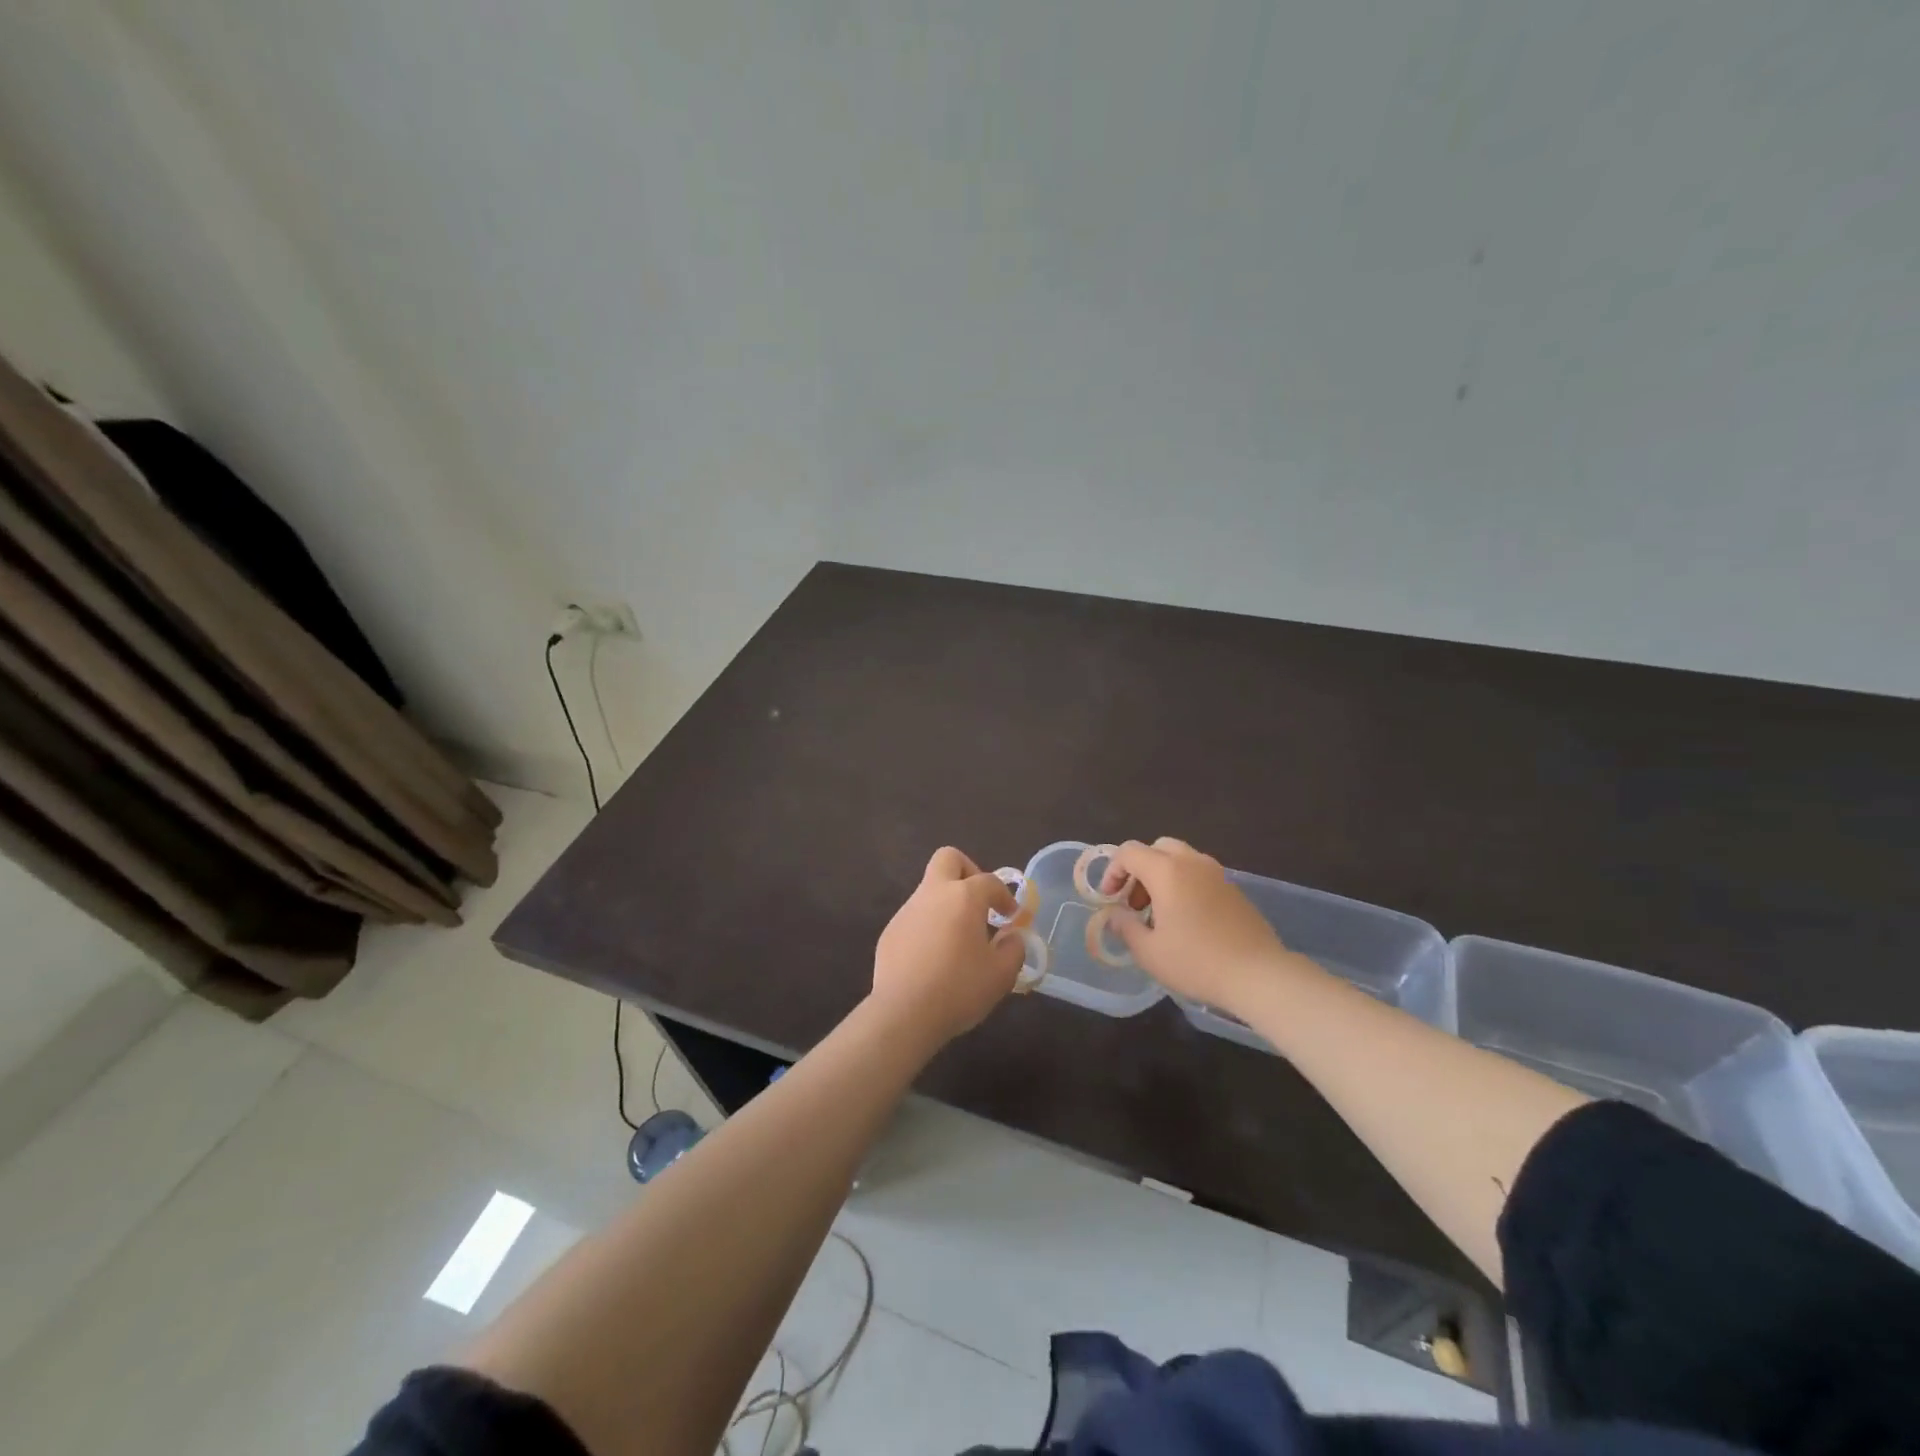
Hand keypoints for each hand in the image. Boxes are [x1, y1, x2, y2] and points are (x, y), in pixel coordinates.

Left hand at [870, 847, 1023, 1047]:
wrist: (904, 1013)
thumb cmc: (959, 989)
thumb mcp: (1001, 975)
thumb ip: (1013, 949)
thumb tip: (1012, 938)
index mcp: (963, 897)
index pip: (989, 881)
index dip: (1005, 896)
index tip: (1011, 917)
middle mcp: (933, 894)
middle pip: (948, 859)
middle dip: (967, 871)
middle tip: (979, 902)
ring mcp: (907, 911)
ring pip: (929, 890)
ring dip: (946, 904)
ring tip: (958, 940)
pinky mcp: (890, 932)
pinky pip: (914, 918)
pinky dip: (928, 927)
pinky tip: (934, 959)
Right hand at [1099, 838, 1300, 1014]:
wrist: (1259, 975)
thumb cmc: (1196, 962)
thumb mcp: (1149, 952)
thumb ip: (1125, 927)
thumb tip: (1115, 915)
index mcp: (1167, 871)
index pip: (1129, 852)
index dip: (1112, 871)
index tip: (1110, 898)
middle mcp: (1192, 862)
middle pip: (1157, 848)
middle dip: (1139, 870)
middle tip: (1134, 902)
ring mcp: (1217, 873)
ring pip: (1180, 859)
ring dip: (1162, 877)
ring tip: (1159, 914)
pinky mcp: (1233, 888)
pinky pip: (1200, 874)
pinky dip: (1184, 885)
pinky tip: (1186, 920)